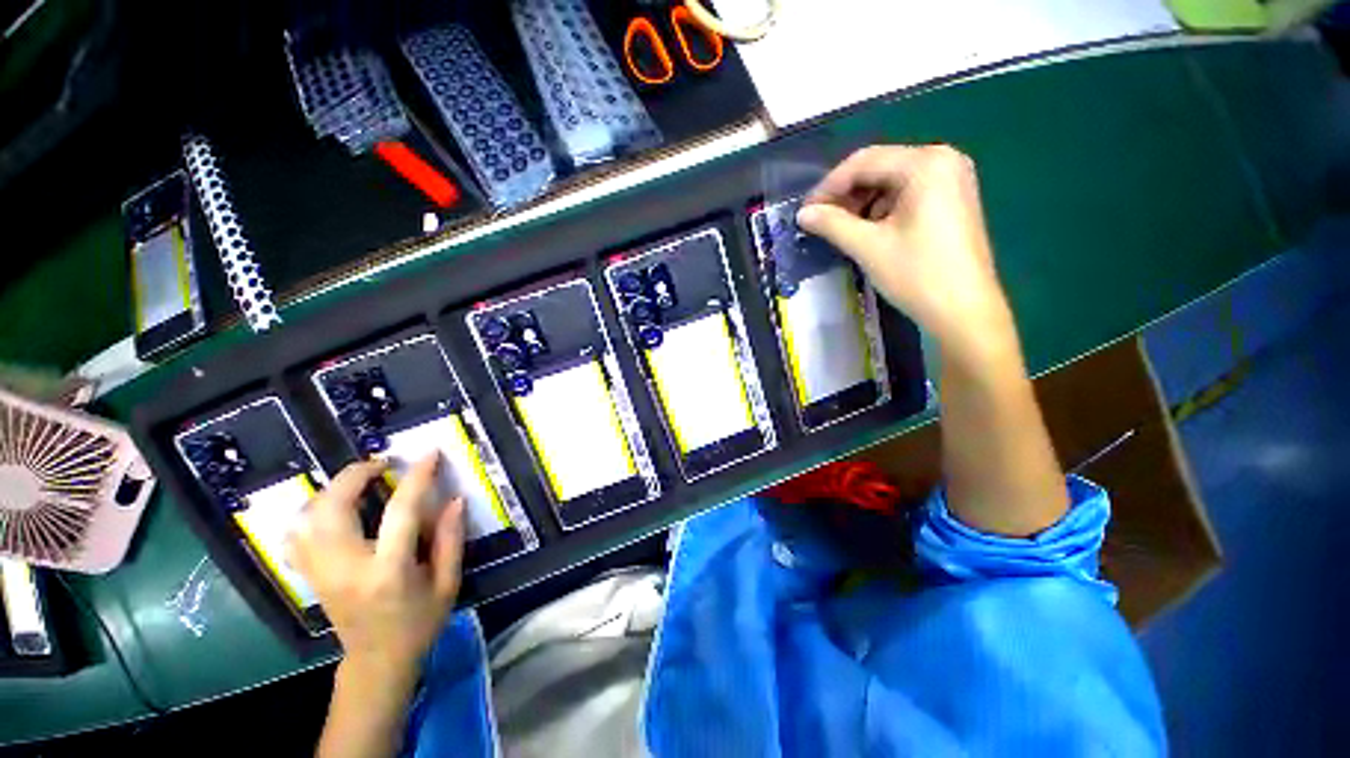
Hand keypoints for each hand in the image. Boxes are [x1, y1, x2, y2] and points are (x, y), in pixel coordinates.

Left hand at [289, 455, 464, 687]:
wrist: (376, 661)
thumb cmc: (419, 623)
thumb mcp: (448, 583)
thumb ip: (451, 539)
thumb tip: (454, 499)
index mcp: (388, 571)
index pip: (400, 512)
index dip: (416, 478)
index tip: (429, 454)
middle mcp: (346, 568)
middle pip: (334, 509)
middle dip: (355, 475)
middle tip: (382, 463)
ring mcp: (320, 572)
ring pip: (307, 517)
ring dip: (332, 490)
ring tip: (359, 481)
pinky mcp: (310, 575)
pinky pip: (296, 534)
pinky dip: (311, 512)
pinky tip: (332, 506)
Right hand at [797, 145, 1013, 362]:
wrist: (964, 311)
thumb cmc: (917, 275)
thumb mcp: (868, 247)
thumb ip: (831, 224)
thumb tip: (802, 214)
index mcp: (925, 164)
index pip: (864, 162)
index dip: (828, 187)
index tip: (805, 212)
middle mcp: (943, 159)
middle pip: (879, 167)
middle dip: (846, 195)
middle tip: (820, 222)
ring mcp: (952, 178)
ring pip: (891, 181)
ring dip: (862, 203)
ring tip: (842, 230)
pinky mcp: (953, 199)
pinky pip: (907, 193)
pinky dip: (882, 210)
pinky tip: (869, 231)